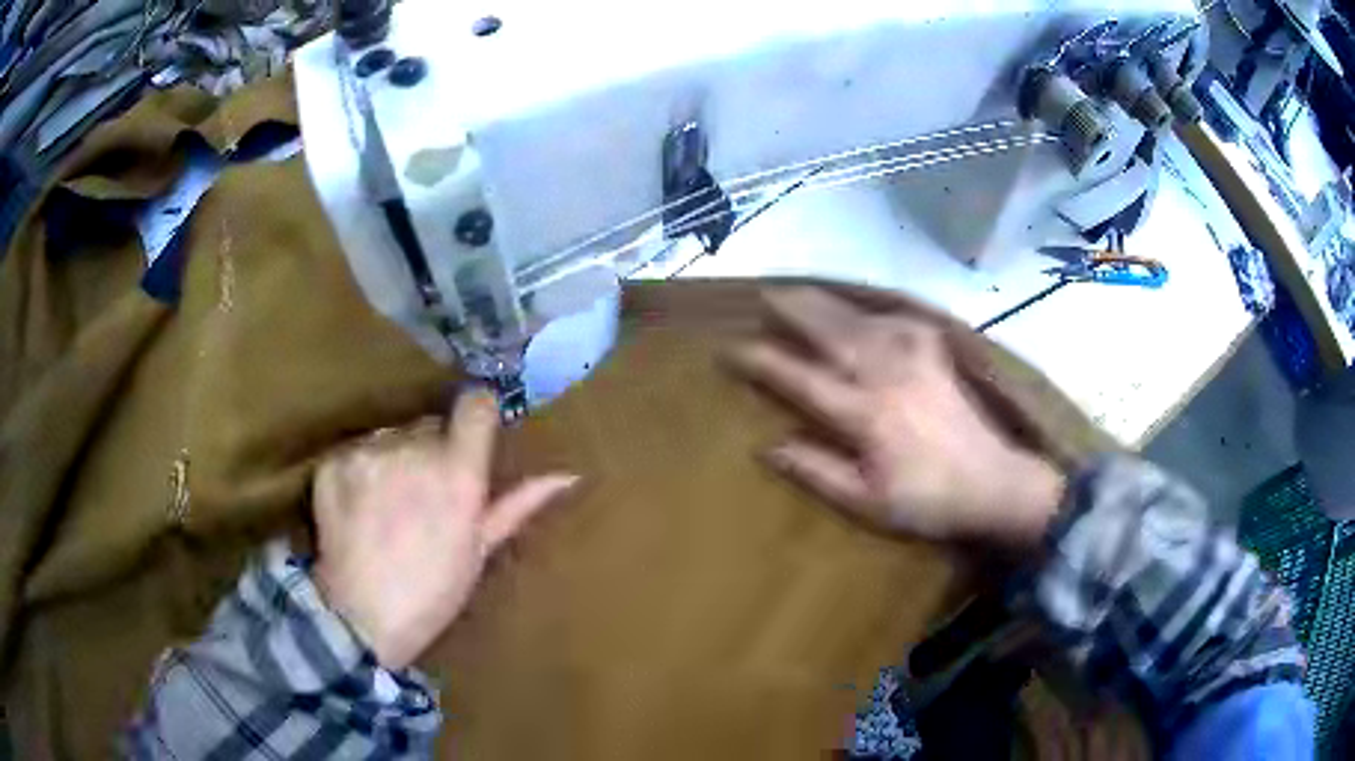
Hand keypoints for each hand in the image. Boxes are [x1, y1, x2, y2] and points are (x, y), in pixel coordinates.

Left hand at [313, 389, 577, 668]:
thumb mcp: (479, 552)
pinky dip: (358, 472)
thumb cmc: (431, 592)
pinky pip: (355, 451)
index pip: (474, 405)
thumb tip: (567, 475)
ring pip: (390, 436)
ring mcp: (368, 454)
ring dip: (392, 459)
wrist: (361, 619)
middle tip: (422, 495)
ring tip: (386, 505)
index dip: (476, 415)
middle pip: (428, 424)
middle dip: (429, 450)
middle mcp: (413, 451)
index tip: (471, 434)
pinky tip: (358, 508)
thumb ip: (517, 504)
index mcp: (458, 474)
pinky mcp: (333, 463)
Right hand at [728, 287, 1063, 549]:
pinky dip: (875, 308)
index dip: (763, 361)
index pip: (801, 379)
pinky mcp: (936, 351)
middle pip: (829, 332)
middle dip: (792, 310)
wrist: (993, 483)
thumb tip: (768, 446)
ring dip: (826, 301)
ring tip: (799, 290)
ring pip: (859, 318)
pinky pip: (899, 318)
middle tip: (762, 295)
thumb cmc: (926, 501)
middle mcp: (885, 374)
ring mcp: (914, 356)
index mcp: (864, 415)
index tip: (730, 349)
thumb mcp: (867, 503)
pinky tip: (865, 307)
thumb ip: (817, 472)